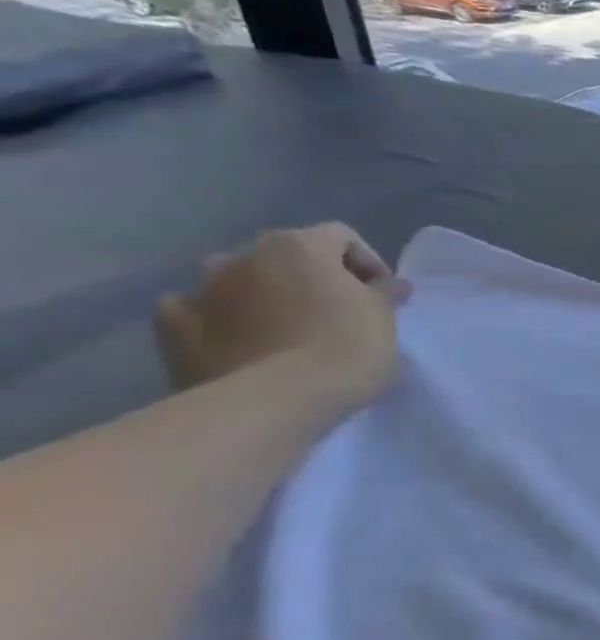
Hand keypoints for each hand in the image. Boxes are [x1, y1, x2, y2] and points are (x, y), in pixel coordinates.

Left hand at [154, 224, 408, 413]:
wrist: (274, 402)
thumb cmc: (344, 349)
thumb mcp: (384, 319)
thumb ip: (383, 294)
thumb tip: (387, 284)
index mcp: (300, 247)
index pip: (340, 237)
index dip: (366, 262)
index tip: (382, 294)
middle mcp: (245, 256)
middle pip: (285, 254)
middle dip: (310, 276)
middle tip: (334, 309)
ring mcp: (202, 290)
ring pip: (234, 277)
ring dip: (258, 291)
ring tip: (282, 323)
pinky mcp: (172, 329)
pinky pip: (193, 310)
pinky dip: (213, 318)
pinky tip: (232, 338)